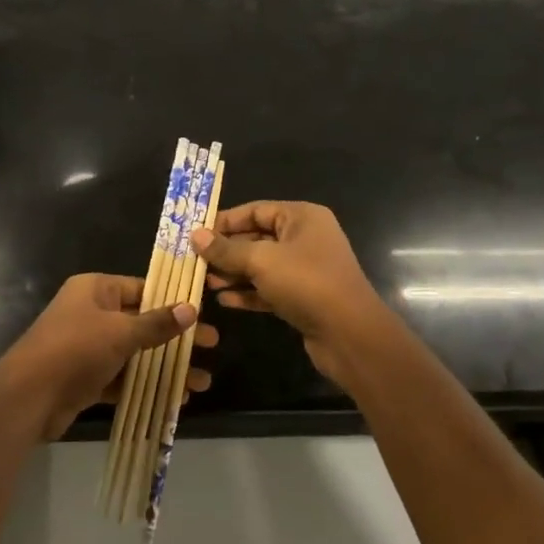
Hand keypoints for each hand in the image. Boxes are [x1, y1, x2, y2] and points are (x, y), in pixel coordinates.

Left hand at [0, 273, 219, 440]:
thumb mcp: (121, 332)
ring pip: (135, 353)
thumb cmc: (75, 349)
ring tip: (201, 383)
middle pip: (142, 322)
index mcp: (95, 290)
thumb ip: (157, 323)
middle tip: (212, 348)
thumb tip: (191, 309)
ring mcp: (87, 347)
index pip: (141, 288)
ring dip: (166, 367)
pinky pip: (123, 377)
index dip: (172, 301)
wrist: (28, 396)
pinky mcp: (86, 378)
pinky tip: (176, 399)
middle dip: (176, 338)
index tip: (203, 314)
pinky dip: (146, 386)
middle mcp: (91, 313)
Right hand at [193, 202, 389, 391]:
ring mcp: (305, 269)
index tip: (195, 234)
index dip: (224, 221)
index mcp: (301, 218)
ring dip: (233, 273)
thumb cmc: (305, 283)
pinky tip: (223, 300)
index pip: (255, 210)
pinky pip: (268, 289)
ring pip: (261, 265)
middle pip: (256, 237)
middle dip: (226, 251)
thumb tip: (195, 235)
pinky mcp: (302, 297)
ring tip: (204, 282)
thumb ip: (226, 249)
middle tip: (194, 261)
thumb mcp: (261, 260)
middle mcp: (305, 238)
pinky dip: (248, 292)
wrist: (348, 333)